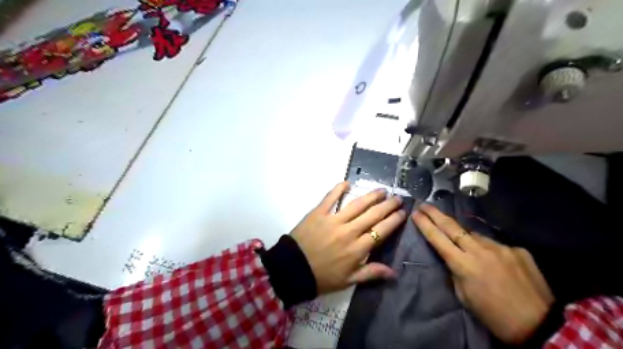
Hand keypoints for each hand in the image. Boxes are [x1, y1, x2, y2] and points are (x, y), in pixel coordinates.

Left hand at [293, 181, 409, 295]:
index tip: (402, 212)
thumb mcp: (348, 280)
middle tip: (397, 198)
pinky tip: (347, 182)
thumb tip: (393, 272)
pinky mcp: (318, 213)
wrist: (293, 269)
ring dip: (371, 196)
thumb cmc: (322, 277)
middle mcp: (349, 231)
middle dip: (388, 205)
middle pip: (373, 215)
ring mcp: (333, 220)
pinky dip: (338, 189)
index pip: (381, 230)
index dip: (394, 220)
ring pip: (357, 205)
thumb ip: (371, 273)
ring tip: (381, 190)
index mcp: (358, 249)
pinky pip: (330, 198)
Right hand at [412, 205, 551, 342]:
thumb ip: (456, 271)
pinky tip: (493, 261)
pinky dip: (488, 249)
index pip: (438, 239)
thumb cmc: (493, 315)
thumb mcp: (464, 296)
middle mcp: (479, 250)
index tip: (415, 213)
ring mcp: (500, 247)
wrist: (539, 324)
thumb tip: (455, 257)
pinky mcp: (516, 249)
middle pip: (452, 226)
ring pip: (474, 235)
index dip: (425, 224)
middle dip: (435, 214)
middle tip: (424, 204)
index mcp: (463, 265)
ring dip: (465, 236)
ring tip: (464, 245)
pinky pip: (494, 244)